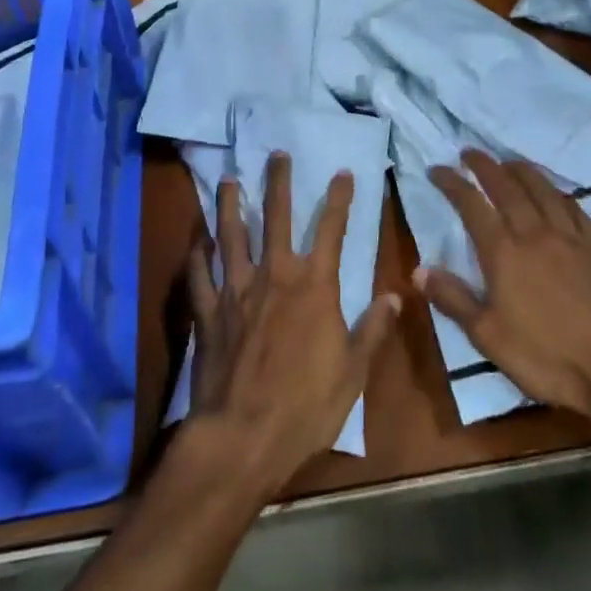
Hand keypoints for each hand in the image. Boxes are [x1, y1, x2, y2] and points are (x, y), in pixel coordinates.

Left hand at [185, 152, 399, 498]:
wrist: (241, 436)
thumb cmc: (305, 407)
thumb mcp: (353, 372)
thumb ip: (372, 329)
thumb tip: (394, 295)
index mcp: (314, 287)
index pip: (331, 231)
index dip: (339, 199)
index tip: (343, 173)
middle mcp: (274, 276)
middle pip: (276, 218)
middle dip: (279, 182)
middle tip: (276, 153)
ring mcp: (235, 291)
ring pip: (232, 235)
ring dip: (232, 205)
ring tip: (230, 180)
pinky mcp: (207, 312)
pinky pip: (200, 275)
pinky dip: (198, 255)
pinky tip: (197, 241)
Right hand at [420, 150, 590, 450]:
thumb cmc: (553, 359)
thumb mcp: (491, 338)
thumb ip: (455, 300)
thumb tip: (418, 269)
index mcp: (504, 253)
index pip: (471, 205)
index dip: (452, 183)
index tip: (437, 168)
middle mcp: (536, 233)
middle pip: (507, 187)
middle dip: (485, 166)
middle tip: (470, 152)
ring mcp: (573, 237)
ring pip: (543, 189)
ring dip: (522, 170)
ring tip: (509, 161)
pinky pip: (574, 207)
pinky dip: (558, 193)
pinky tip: (557, 195)